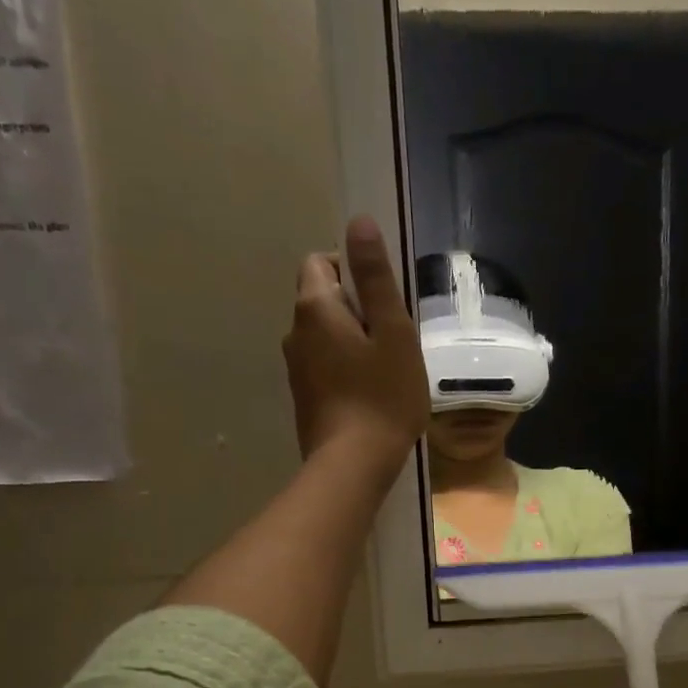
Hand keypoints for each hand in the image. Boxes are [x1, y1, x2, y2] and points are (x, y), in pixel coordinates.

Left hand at [283, 214, 428, 475]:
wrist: (353, 464)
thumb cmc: (383, 396)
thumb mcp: (392, 332)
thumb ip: (376, 278)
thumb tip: (358, 222)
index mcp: (315, 308)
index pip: (321, 262)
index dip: (354, 271)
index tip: (384, 303)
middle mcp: (295, 332)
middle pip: (323, 299)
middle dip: (356, 309)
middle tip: (392, 340)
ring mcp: (295, 368)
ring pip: (324, 336)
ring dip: (352, 341)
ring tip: (385, 371)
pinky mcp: (303, 398)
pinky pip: (324, 366)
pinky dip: (345, 369)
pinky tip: (370, 395)